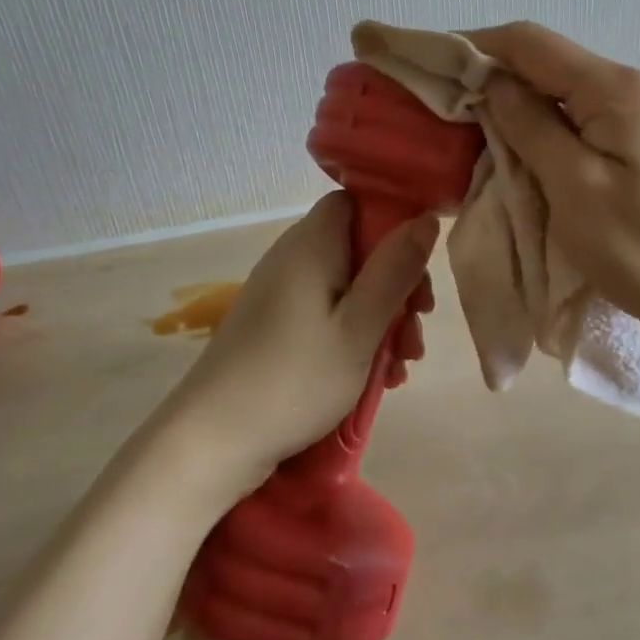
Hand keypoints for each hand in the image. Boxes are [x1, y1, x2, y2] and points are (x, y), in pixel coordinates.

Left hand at [165, 193, 438, 490]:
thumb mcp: (361, 326)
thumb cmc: (296, 377)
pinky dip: (354, 333)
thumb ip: (396, 269)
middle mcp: (293, 256)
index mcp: (312, 243)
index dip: (392, 222)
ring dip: (381, 316)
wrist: (213, 438)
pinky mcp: (274, 323)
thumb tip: (426, 217)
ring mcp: (281, 291)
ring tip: (403, 363)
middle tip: (417, 326)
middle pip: (358, 247)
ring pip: (347, 285)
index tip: (417, 264)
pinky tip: (376, 375)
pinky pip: (326, 311)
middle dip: (396, 283)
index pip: (357, 202)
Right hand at [466, 22, 639, 325]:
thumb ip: (530, 125)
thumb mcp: (572, 185)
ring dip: (518, 101)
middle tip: (447, 104)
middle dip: (494, 75)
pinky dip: (544, 122)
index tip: (434, 64)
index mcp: (616, 89)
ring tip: (475, 126)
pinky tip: (522, 144)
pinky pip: (581, 113)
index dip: (478, 46)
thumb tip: (491, 80)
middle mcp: (633, 85)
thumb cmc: (638, 247)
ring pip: (563, 87)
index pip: (532, 43)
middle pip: (548, 61)